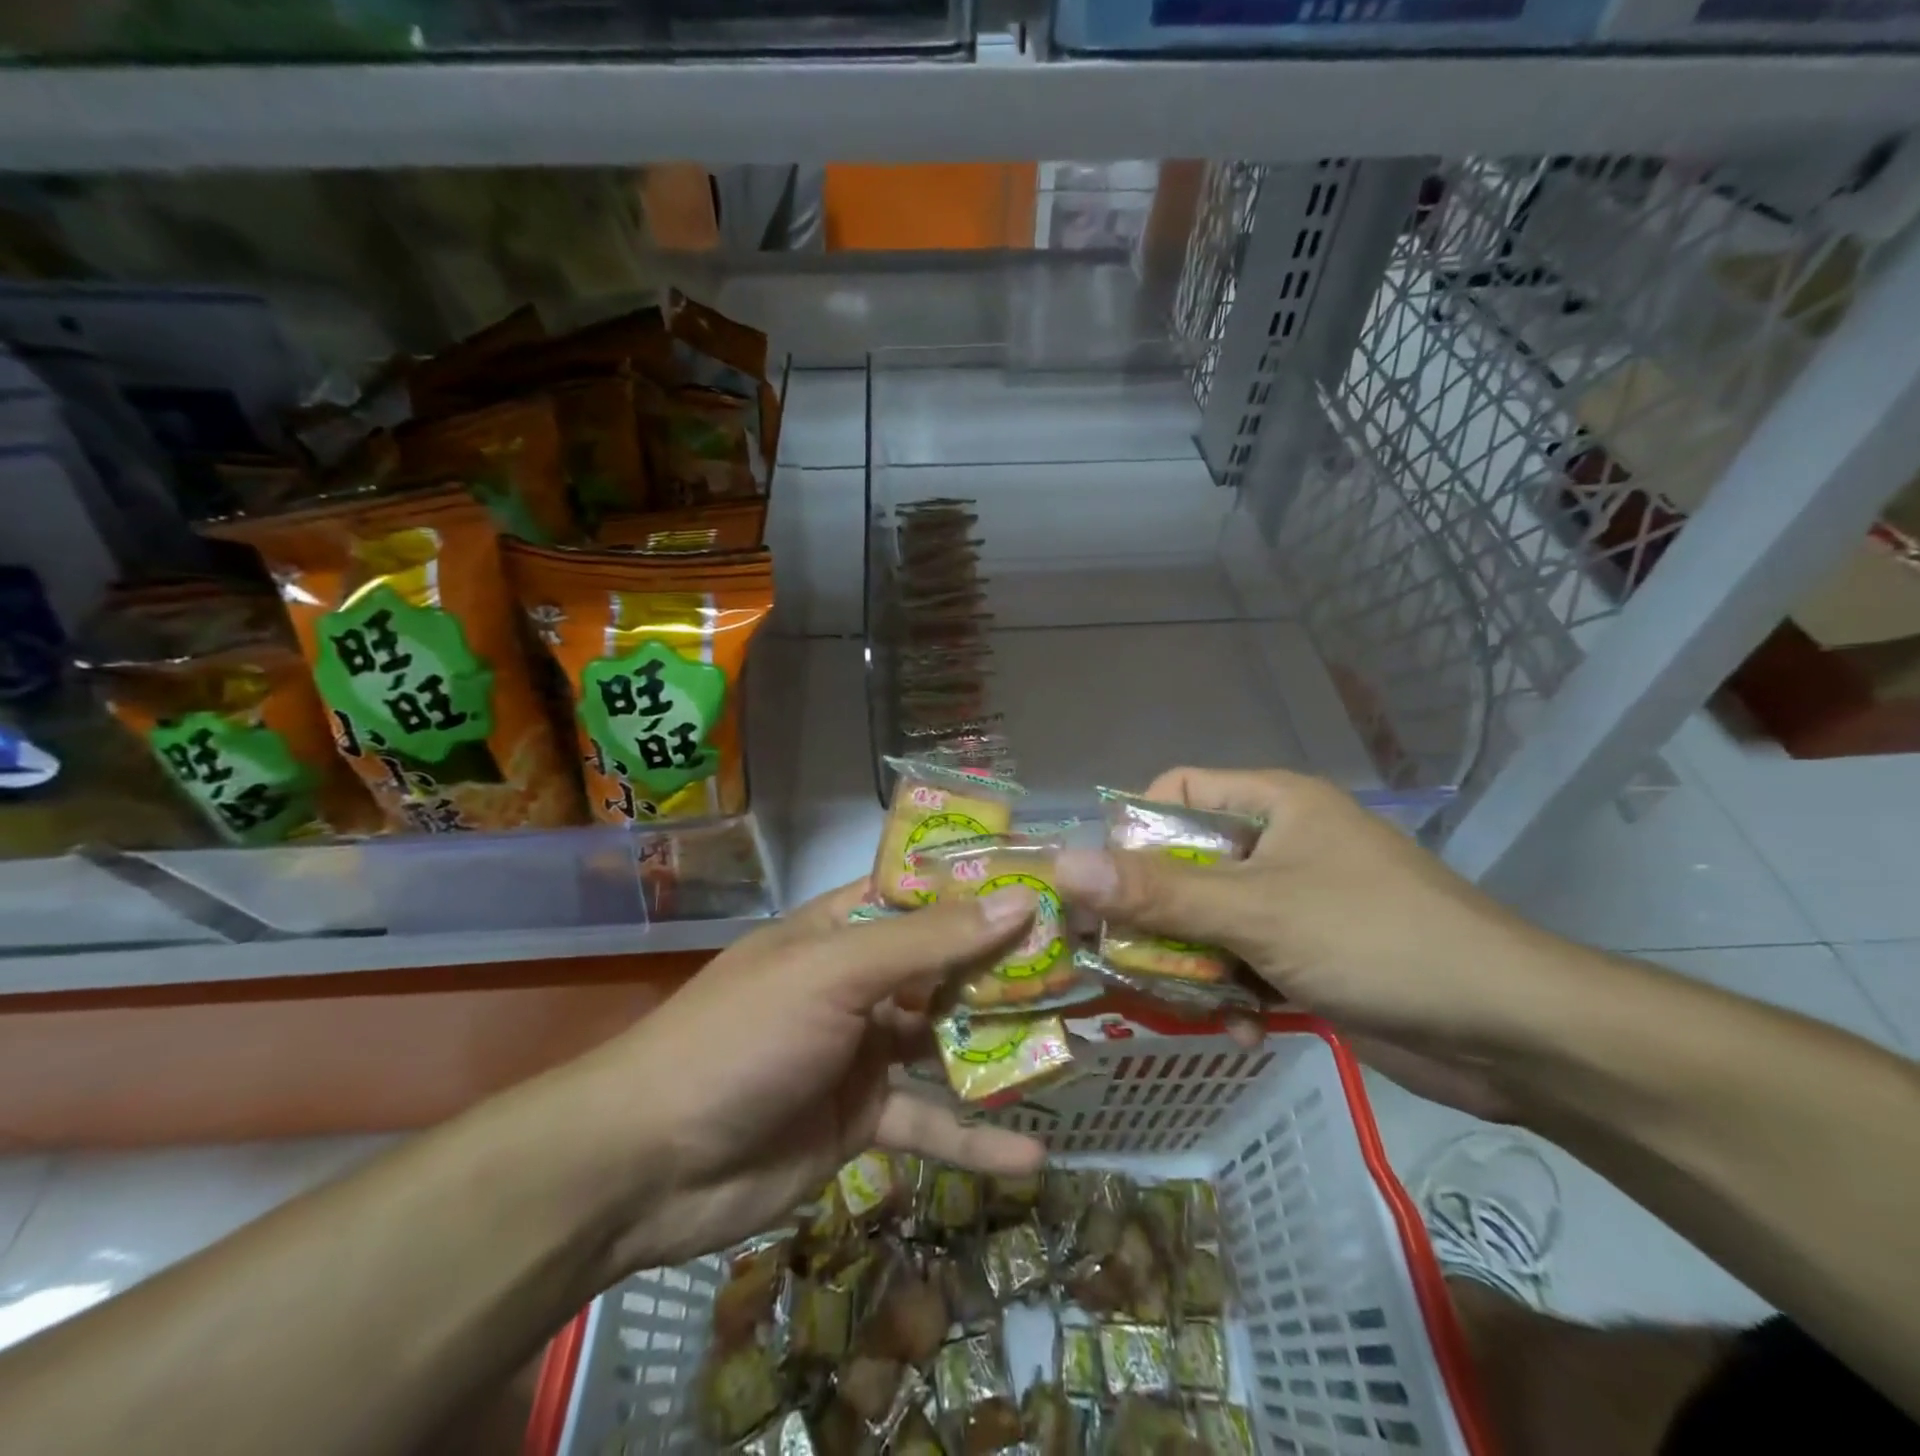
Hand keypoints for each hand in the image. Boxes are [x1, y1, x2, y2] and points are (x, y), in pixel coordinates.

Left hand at [562, 881, 1045, 1271]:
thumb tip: (1018, 901)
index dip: (979, 884)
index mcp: (841, 929)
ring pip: (944, 1042)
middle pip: (943, 966)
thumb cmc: (743, 1037)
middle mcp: (856, 982)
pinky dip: (973, 1141)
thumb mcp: (836, 975)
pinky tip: (1031, 1159)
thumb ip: (929, 943)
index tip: (1047, 883)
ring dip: (999, 1048)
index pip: (921, 891)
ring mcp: (860, 1051)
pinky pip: (927, 1124)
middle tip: (1080, 966)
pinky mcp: (859, 1120)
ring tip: (1073, 1047)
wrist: (647, 1165)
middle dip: (1004, 968)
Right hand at [1052, 768, 1567, 1121]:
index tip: (1106, 887)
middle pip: (1183, 864)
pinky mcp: (1308, 955)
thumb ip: (1156, 892)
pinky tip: (1240, 1030)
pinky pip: (1241, 960)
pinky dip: (1231, 993)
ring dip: (1188, 964)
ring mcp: (1294, 902)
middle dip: (1153, 915)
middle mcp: (1279, 844)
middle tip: (1116, 959)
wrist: (1514, 1035)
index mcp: (1272, 804)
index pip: (1175, 792)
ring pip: (1207, 920)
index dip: (1132, 833)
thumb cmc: (1376, 941)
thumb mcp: (1256, 912)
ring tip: (1178, 1004)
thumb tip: (1062, 866)